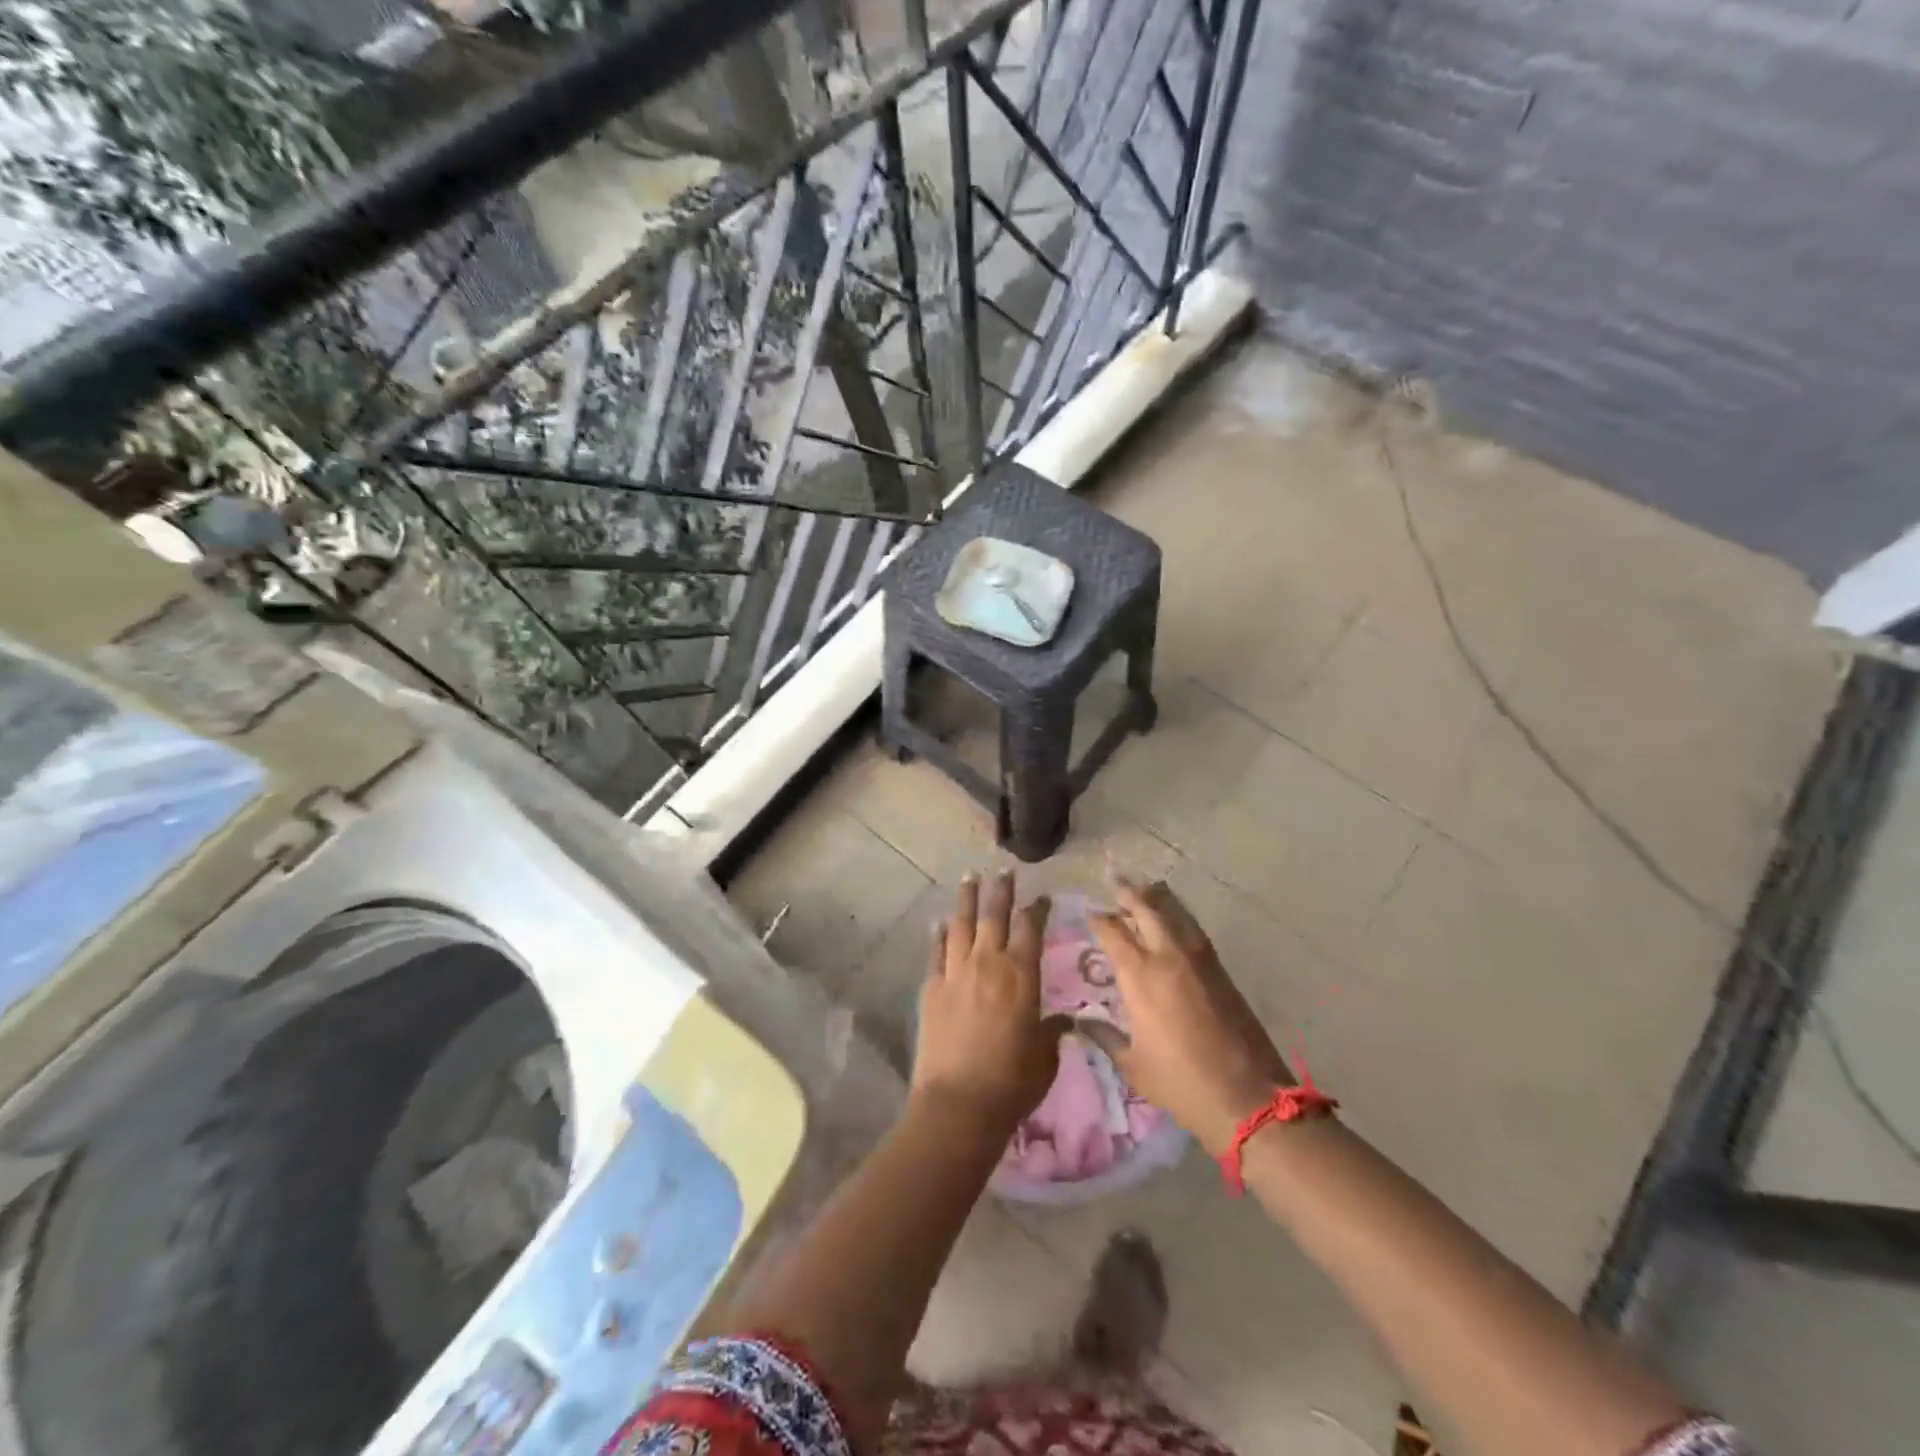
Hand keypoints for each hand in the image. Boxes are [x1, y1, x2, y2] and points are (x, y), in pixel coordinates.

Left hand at [912, 871, 1070, 1134]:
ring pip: (961, 924)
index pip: (1031, 929)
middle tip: (1002, 869)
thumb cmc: (1012, 1083)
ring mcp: (955, 973)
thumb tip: (1063, 1021)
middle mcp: (988, 963)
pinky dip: (939, 934)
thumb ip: (1052, 1033)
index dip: (1037, 908)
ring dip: (966, 899)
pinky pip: (936, 952)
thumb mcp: (1044, 1058)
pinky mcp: (931, 988)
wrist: (959, 1103)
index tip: (1041, 896)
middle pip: (994, 915)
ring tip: (969, 877)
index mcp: (1021, 976)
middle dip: (1000, 889)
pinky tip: (940, 922)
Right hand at [1087, 879, 1294, 1156]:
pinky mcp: (1221, 971)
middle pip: (1146, 909)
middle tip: (1115, 879)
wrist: (1247, 1097)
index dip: (1098, 918)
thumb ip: (1104, 1036)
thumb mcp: (1132, 1064)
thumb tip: (1079, 1020)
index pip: (1113, 932)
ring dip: (1157, 898)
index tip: (1088, 910)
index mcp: (1140, 976)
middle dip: (1128, 892)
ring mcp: (1199, 960)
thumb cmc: (1180, 1083)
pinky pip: (1194, 930)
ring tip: (1145, 888)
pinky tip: (1175, 921)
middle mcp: (1168, 957)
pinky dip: (1180, 917)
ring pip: (1175, 914)